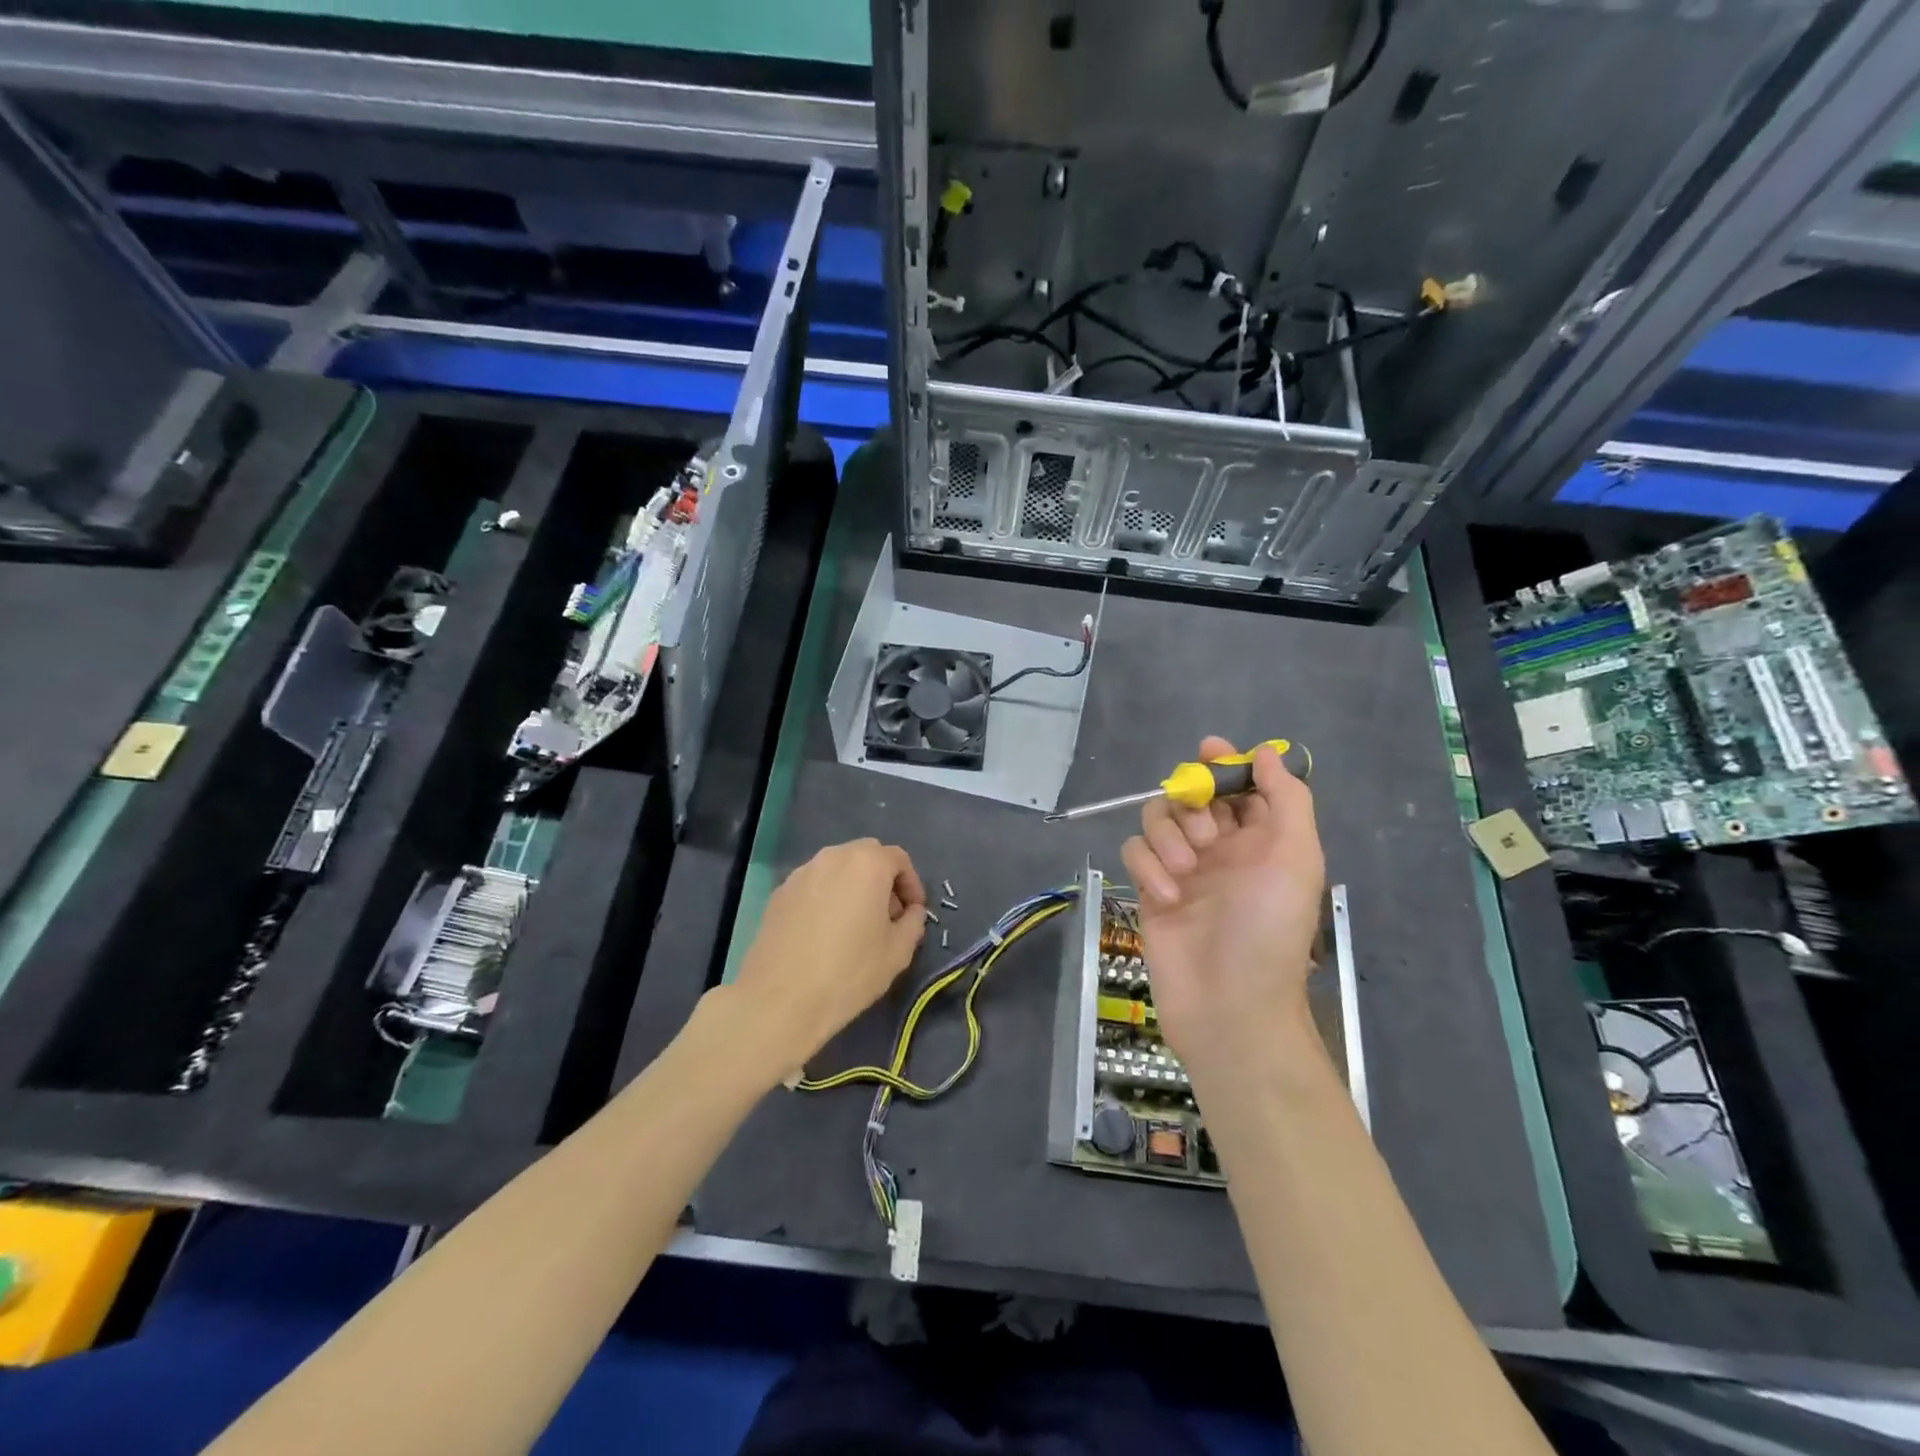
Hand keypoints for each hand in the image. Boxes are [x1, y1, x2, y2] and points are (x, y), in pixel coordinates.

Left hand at [721, 839, 926, 1083]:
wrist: (779, 1000)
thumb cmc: (848, 973)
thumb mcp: (898, 952)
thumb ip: (913, 923)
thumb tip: (910, 912)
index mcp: (867, 864)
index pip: (898, 859)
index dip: (912, 884)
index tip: (913, 912)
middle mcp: (833, 857)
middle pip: (866, 856)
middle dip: (882, 880)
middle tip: (887, 916)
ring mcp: (801, 873)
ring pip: (837, 868)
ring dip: (853, 887)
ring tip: (855, 925)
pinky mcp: (778, 893)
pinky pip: (813, 885)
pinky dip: (826, 897)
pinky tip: (824, 933)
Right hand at [1120, 738, 1325, 1078]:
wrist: (1230, 1004)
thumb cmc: (1269, 928)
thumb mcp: (1295, 857)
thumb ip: (1286, 799)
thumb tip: (1267, 754)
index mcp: (1261, 840)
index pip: (1240, 786)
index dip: (1226, 764)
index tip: (1209, 750)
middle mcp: (1221, 849)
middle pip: (1191, 795)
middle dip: (1193, 803)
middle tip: (1206, 835)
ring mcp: (1182, 870)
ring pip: (1157, 819)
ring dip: (1168, 835)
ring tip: (1186, 870)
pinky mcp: (1150, 891)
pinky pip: (1135, 853)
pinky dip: (1148, 868)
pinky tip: (1168, 897)